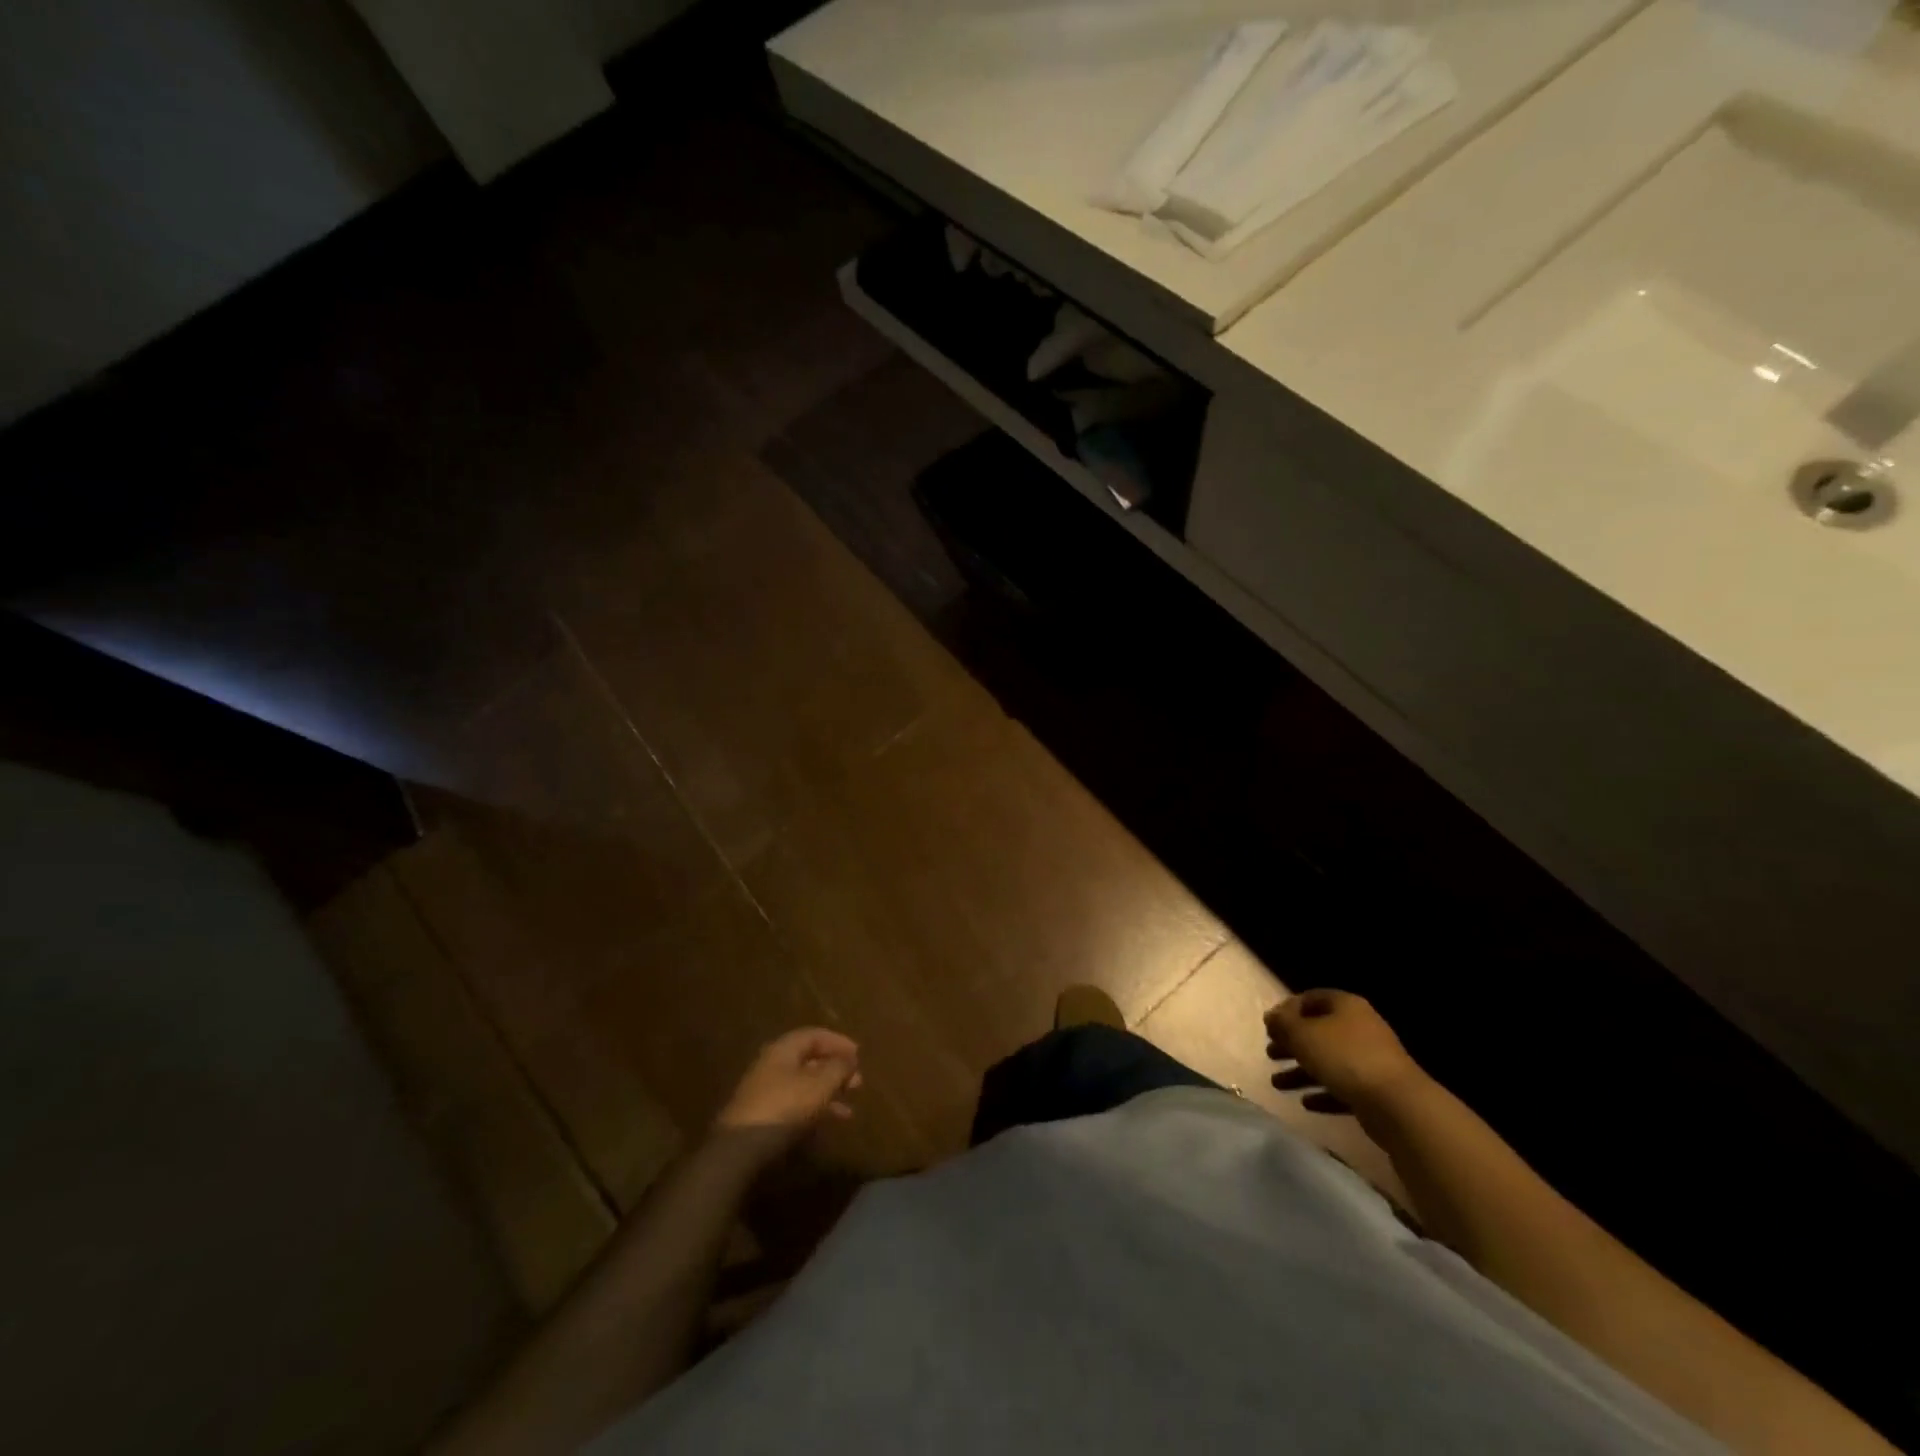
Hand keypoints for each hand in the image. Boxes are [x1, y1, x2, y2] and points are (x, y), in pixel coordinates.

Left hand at [713, 1028, 861, 1156]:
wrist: (740, 1149)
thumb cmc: (784, 1106)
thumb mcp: (819, 1084)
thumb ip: (839, 1068)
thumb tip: (850, 1060)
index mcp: (783, 1049)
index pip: (814, 1035)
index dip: (838, 1042)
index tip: (858, 1054)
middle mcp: (773, 1065)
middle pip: (809, 1060)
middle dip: (835, 1070)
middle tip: (858, 1082)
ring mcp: (766, 1091)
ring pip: (804, 1085)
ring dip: (828, 1093)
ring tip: (849, 1108)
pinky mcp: (763, 1116)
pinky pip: (796, 1104)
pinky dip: (815, 1109)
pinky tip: (830, 1123)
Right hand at [1265, 990, 1425, 1113]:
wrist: (1397, 1105)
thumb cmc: (1344, 1058)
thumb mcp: (1302, 1034)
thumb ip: (1282, 1023)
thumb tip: (1272, 1017)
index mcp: (1345, 1006)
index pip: (1311, 999)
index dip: (1287, 1010)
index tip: (1269, 1026)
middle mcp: (1360, 1028)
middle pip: (1318, 1031)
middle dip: (1292, 1043)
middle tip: (1270, 1054)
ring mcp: (1370, 1060)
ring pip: (1328, 1061)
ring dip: (1301, 1072)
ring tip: (1277, 1084)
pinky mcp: (1375, 1090)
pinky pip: (1342, 1086)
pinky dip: (1322, 1092)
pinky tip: (1306, 1103)